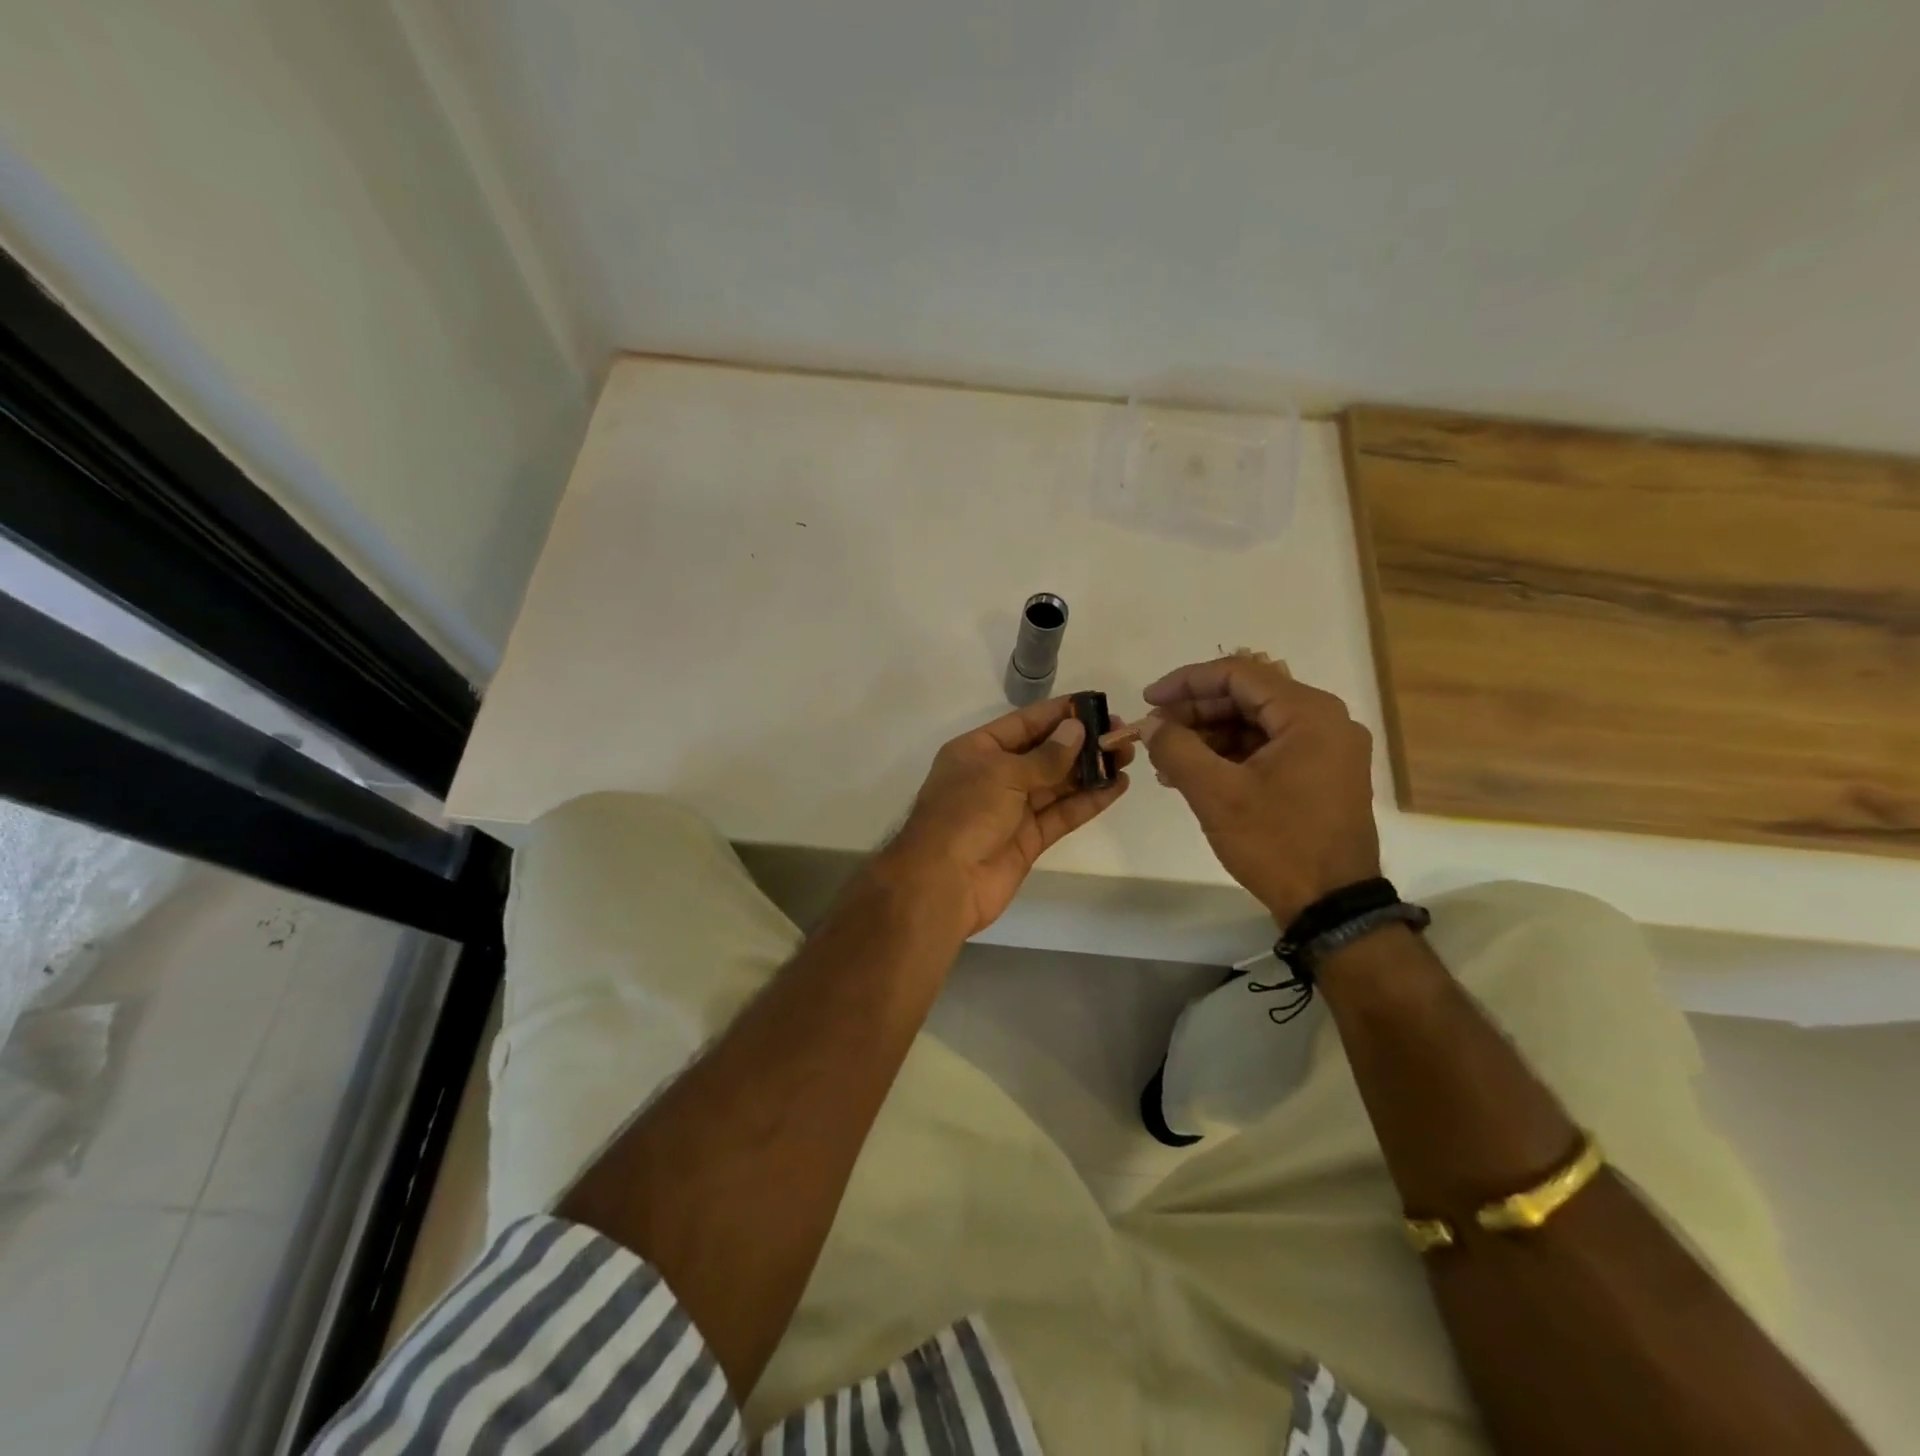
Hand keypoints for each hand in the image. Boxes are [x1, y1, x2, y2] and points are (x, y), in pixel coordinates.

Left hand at [881, 698, 1132, 936]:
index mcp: (977, 750)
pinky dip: (1089, 801)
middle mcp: (995, 776)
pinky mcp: (1029, 839)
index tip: (1095, 704)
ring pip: (1058, 783)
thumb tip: (1076, 730)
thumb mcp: (1002, 774)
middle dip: (1081, 742)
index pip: (1024, 723)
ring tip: (1127, 755)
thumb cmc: (965, 814)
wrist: (943, 882)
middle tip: (1121, 732)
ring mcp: (1012, 809)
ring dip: (1091, 770)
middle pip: (1044, 753)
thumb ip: (1045, 756)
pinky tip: (1116, 786)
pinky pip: (1062, 813)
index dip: (1059, 713)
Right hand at [1137, 654, 1379, 924]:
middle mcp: (1325, 721)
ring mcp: (1326, 749)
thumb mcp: (1216, 794)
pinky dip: (1229, 756)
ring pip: (1254, 724)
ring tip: (1166, 760)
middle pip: (1247, 697)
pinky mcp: (1320, 775)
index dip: (1186, 682)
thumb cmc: (1277, 843)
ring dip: (1208, 736)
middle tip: (1154, 732)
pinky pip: (1267, 748)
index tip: (1148, 701)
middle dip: (1194, 712)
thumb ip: (1177, 748)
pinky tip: (1193, 774)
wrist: (1332, 906)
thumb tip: (1151, 724)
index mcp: (1309, 713)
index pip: (1238, 674)